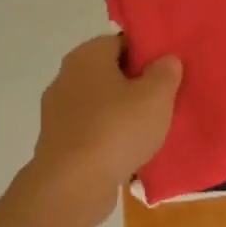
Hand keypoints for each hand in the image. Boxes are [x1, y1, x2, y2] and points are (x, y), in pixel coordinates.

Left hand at [30, 35, 181, 222]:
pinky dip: (109, 136)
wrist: (73, 183)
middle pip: (109, 73)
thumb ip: (165, 72)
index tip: (167, 73)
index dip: (147, 55)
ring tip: (150, 129)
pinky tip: (128, 150)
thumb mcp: (156, 96)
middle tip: (164, 100)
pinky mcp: (58, 141)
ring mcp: (58, 111)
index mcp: (87, 56)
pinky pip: (91, 130)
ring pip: (100, 103)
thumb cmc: (118, 129)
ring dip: (122, 113)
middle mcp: (66, 77)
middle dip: (135, 84)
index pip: (121, 42)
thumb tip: (166, 59)